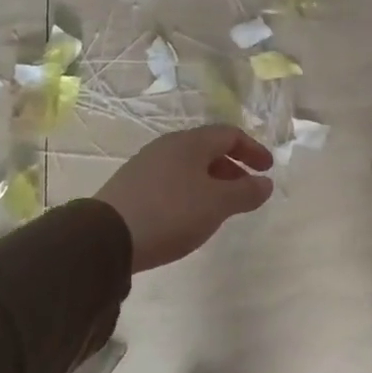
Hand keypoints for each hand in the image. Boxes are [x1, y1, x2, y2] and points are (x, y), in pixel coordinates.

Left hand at [95, 126, 273, 271]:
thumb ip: (246, 192)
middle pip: (208, 148)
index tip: (267, 170)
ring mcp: (146, 164)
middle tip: (247, 189)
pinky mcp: (131, 186)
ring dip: (212, 180)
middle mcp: (168, 146)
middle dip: (233, 167)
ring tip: (221, 206)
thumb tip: (265, 183)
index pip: (230, 134)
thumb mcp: (217, 204)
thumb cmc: (171, 213)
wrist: (105, 238)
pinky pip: (172, 179)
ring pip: (189, 165)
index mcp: (191, 142)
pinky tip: (190, 214)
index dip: (253, 150)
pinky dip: (191, 190)